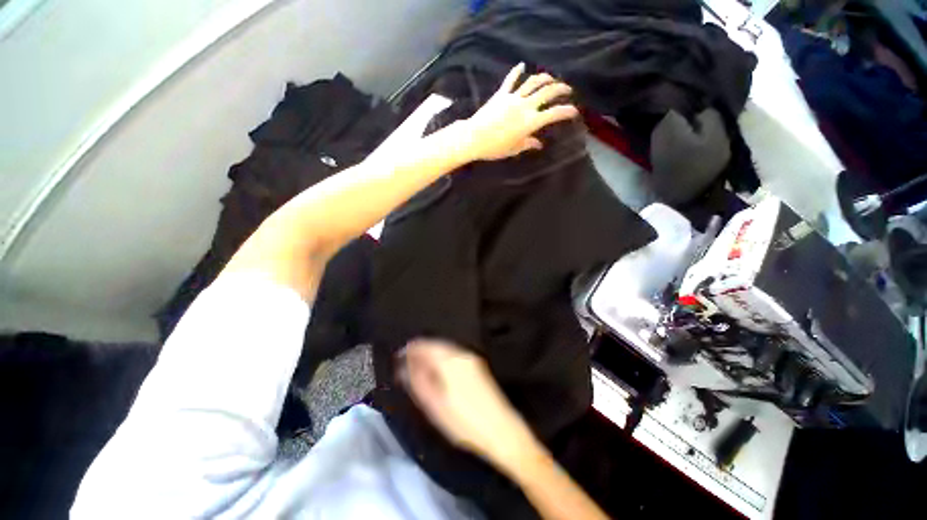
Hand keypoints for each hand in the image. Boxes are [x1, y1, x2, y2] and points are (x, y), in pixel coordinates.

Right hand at [398, 339, 536, 467]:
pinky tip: (438, 368)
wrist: (501, 429)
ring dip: (431, 353)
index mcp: (449, 360)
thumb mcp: (434, 405)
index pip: (425, 346)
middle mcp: (461, 353)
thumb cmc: (463, 421)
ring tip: (419, 365)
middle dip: (421, 350)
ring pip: (446, 348)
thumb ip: (418, 382)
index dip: (410, 349)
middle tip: (407, 360)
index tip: (399, 355)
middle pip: (436, 344)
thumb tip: (404, 367)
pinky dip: (442, 357)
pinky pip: (454, 354)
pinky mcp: (477, 365)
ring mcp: (472, 358)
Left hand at [458, 63, 579, 161]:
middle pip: (547, 91)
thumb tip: (539, 144)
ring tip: (551, 78)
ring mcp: (513, 97)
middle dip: (560, 88)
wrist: (474, 138)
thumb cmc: (495, 148)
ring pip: (533, 82)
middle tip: (567, 89)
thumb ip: (528, 144)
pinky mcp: (501, 94)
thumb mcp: (514, 149)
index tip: (574, 112)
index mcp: (531, 122)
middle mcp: (525, 106)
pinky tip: (521, 65)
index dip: (567, 111)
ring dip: (544, 77)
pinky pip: (511, 80)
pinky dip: (516, 71)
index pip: (554, 113)